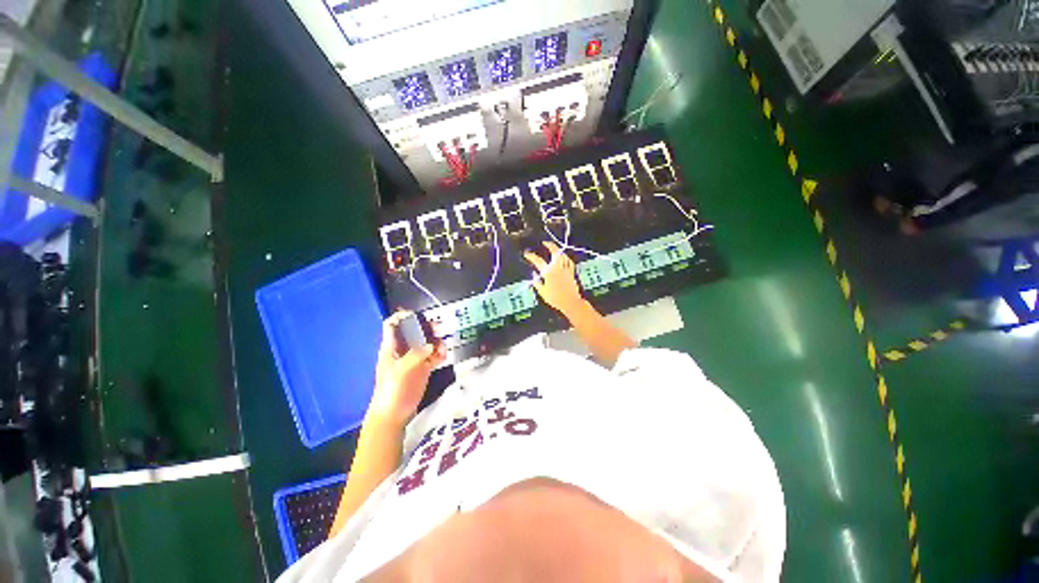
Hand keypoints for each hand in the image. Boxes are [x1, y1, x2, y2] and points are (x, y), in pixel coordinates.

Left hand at [368, 311, 446, 424]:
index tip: (417, 315)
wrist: (394, 413)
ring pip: (427, 343)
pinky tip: (443, 357)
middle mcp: (403, 350)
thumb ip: (416, 355)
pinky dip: (440, 354)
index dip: (402, 317)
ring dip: (437, 341)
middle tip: (439, 328)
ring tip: (443, 346)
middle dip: (427, 327)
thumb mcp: (401, 369)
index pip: (392, 325)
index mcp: (392, 347)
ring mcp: (414, 359)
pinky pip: (434, 356)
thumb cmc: (391, 389)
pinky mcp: (424, 368)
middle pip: (415, 331)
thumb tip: (432, 345)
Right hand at [524, 241, 584, 314]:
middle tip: (545, 243)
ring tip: (554, 249)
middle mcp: (558, 268)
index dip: (531, 256)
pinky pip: (569, 262)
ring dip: (558, 250)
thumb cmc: (555, 299)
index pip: (538, 261)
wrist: (570, 302)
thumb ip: (537, 282)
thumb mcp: (542, 292)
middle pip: (555, 253)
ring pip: (563, 256)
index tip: (527, 254)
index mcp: (549, 273)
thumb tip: (534, 275)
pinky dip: (566, 258)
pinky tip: (564, 257)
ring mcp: (566, 269)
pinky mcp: (571, 272)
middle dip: (550, 246)